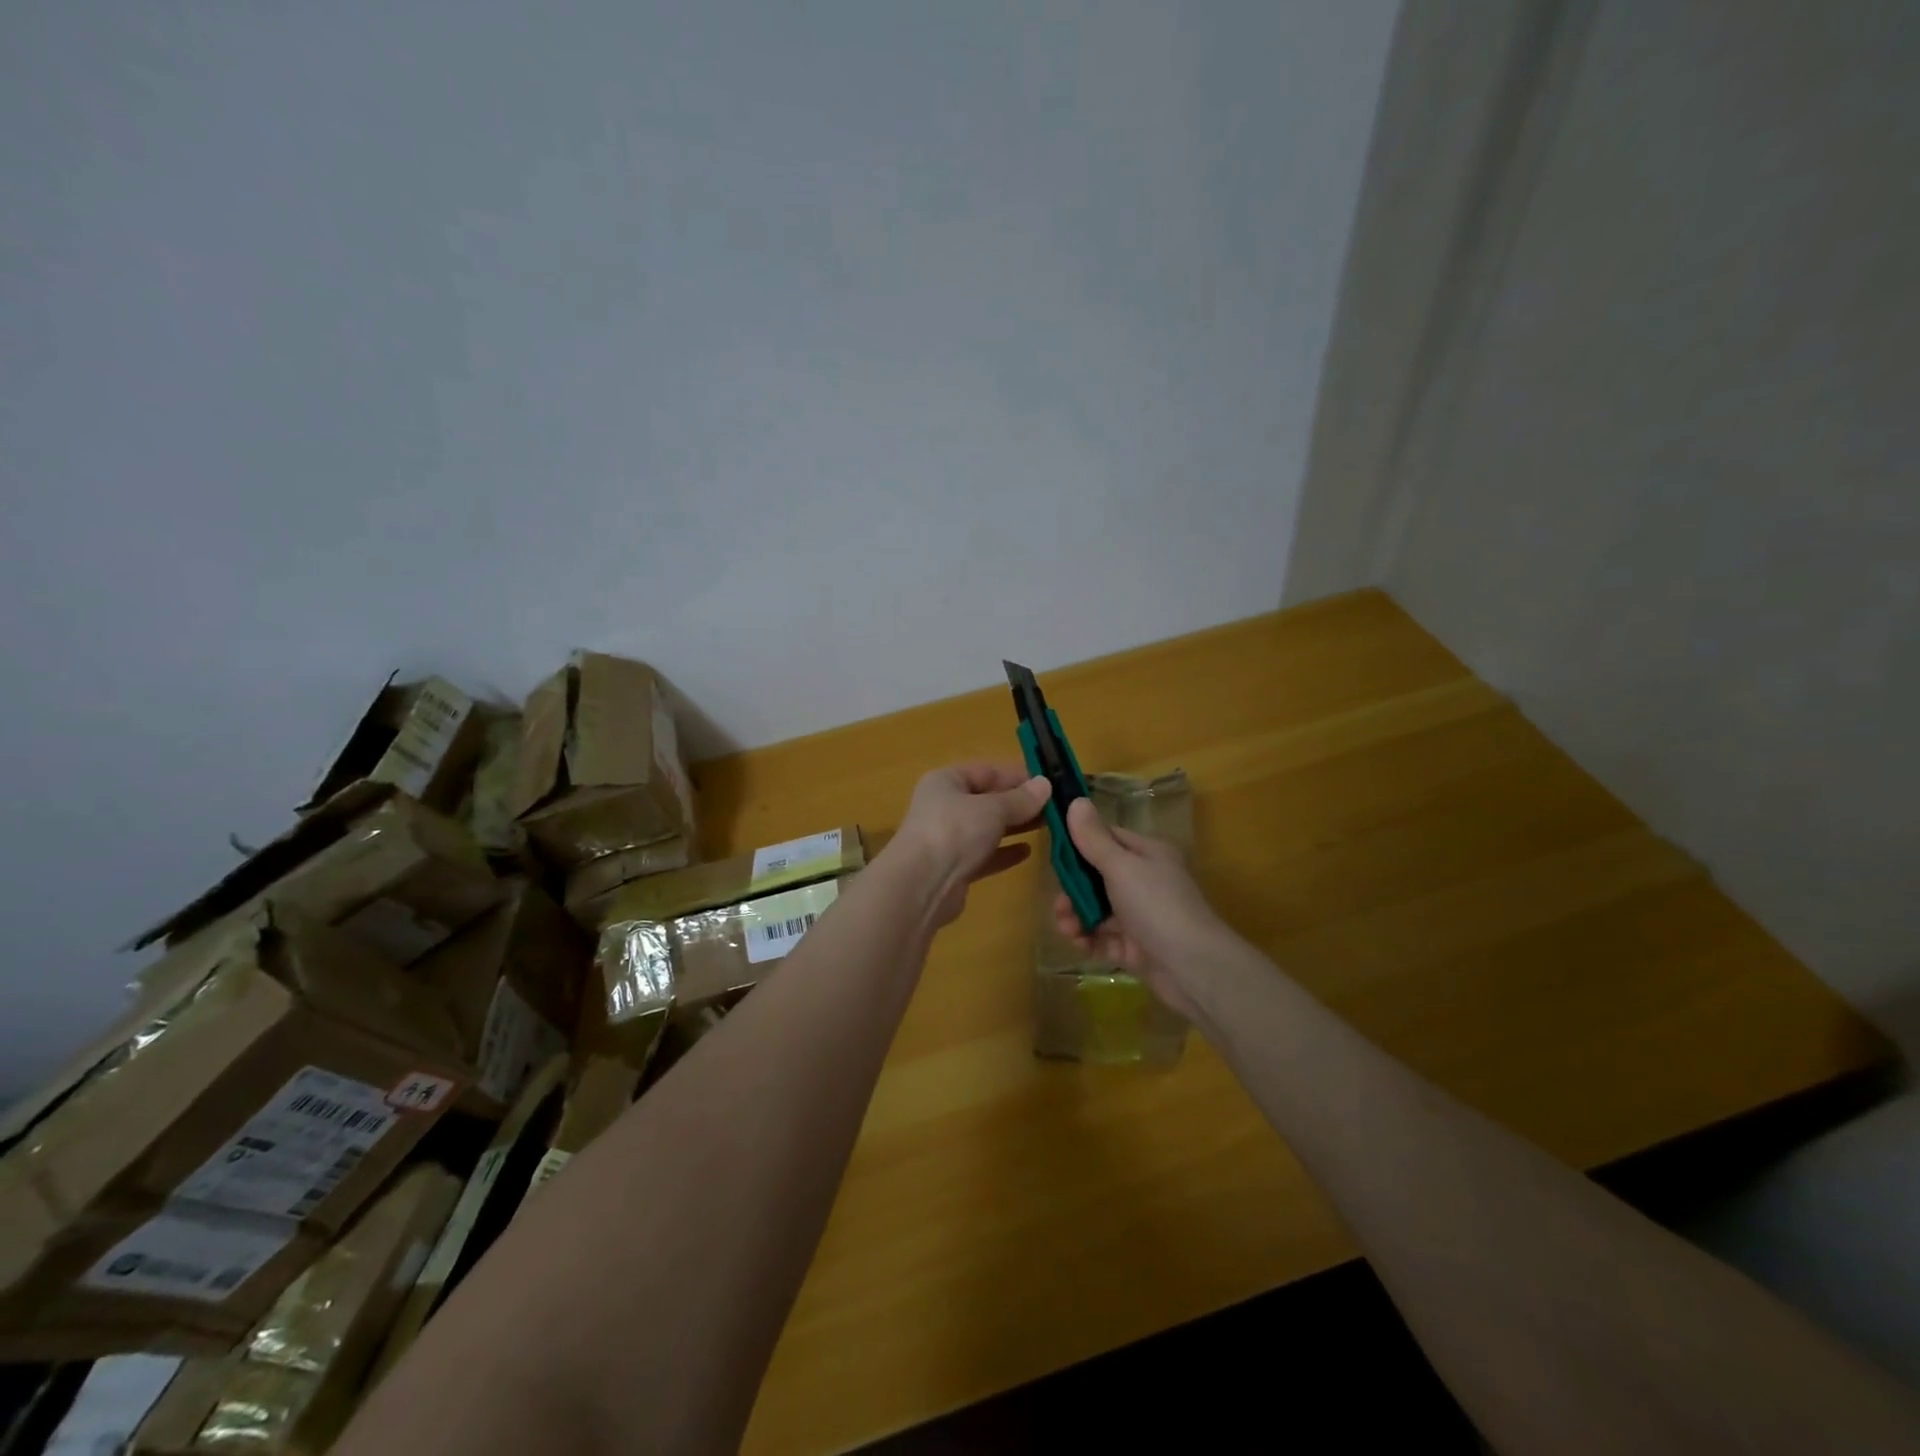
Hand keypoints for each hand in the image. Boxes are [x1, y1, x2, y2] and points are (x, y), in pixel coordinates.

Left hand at [891, 762, 1052, 927]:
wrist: (921, 886)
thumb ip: (1020, 799)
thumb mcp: (992, 809)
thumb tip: (1045, 785)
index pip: (987, 771)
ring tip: (1049, 827)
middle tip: (1056, 807)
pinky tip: (1028, 852)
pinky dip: (1004, 852)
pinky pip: (984, 855)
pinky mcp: (954, 868)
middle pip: (987, 800)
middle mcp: (944, 806)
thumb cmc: (954, 832)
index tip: (1049, 783)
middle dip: (1019, 803)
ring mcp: (948, 839)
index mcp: (946, 781)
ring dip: (1015, 827)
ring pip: (987, 828)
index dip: (1017, 775)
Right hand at [1051, 797, 1227, 1019]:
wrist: (1193, 968)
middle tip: (1059, 905)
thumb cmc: (1157, 906)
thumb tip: (1075, 800)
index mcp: (1147, 854)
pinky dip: (1089, 940)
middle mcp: (1145, 880)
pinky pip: (1103, 937)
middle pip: (1097, 877)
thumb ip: (1094, 838)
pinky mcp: (1135, 946)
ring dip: (1077, 917)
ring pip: (1097, 909)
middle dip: (1073, 891)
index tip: (1053, 856)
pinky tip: (1080, 945)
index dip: (1079, 845)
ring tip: (1068, 930)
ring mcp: (1140, 915)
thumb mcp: (1121, 867)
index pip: (1106, 838)